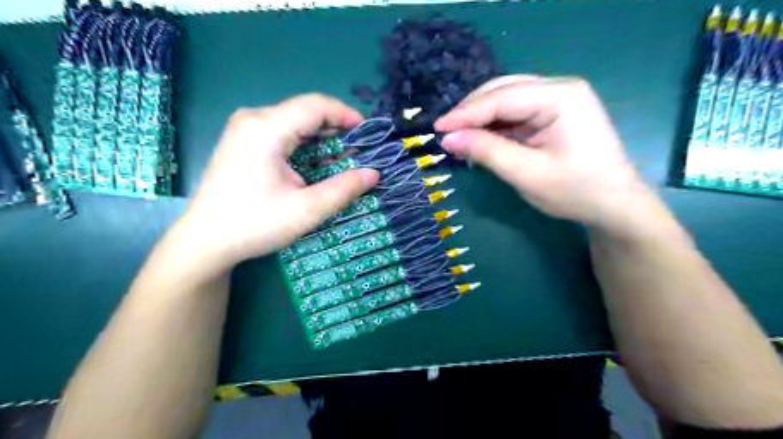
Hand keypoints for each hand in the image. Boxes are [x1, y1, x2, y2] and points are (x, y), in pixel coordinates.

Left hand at [174, 94, 379, 273]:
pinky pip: (282, 132)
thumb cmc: (255, 224)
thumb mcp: (307, 210)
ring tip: (343, 159)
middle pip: (305, 111)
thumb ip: (344, 189)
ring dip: (321, 138)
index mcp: (267, 128)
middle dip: (336, 129)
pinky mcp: (242, 142)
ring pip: (294, 121)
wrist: (205, 241)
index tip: (369, 135)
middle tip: (359, 152)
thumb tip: (374, 174)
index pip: (316, 105)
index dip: (347, 115)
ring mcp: (244, 129)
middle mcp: (254, 119)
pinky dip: (305, 144)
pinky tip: (316, 163)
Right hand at [438, 74, 655, 234]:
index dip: (466, 113)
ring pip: (506, 100)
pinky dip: (494, 126)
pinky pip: (515, 113)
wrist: (613, 205)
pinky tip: (480, 138)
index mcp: (560, 96)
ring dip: (481, 118)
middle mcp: (559, 88)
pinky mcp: (552, 114)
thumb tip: (448, 138)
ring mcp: (557, 99)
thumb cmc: (575, 191)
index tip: (437, 128)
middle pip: (503, 91)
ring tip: (458, 137)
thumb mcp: (526, 174)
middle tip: (446, 133)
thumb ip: (487, 151)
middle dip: (472, 112)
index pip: (502, 98)